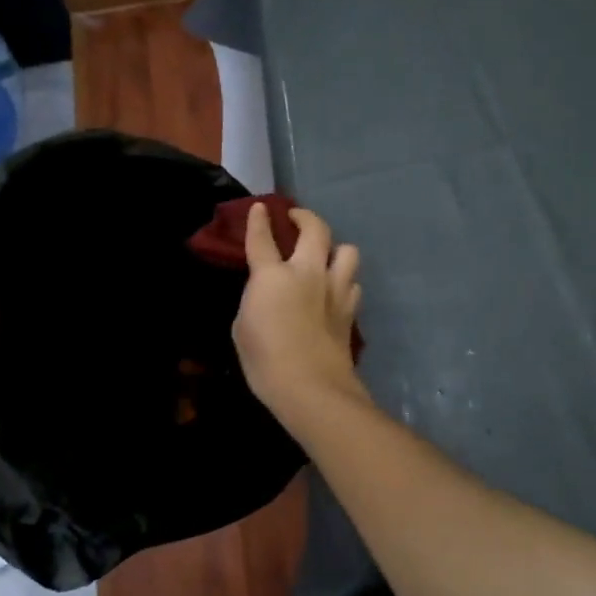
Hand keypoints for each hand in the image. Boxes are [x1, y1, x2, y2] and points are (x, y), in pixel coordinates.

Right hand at [233, 204, 364, 419]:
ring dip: (335, 249)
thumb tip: (265, 293)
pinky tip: (335, 292)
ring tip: (325, 257)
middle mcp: (308, 273)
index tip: (260, 208)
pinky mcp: (350, 310)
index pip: (262, 239)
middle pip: (315, 229)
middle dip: (305, 217)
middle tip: (297, 218)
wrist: (311, 387)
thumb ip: (255, 300)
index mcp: (273, 276)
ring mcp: (334, 289)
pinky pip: (353, 284)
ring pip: (347, 251)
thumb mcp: (243, 327)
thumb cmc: (265, 361)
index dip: (259, 220)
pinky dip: (344, 282)